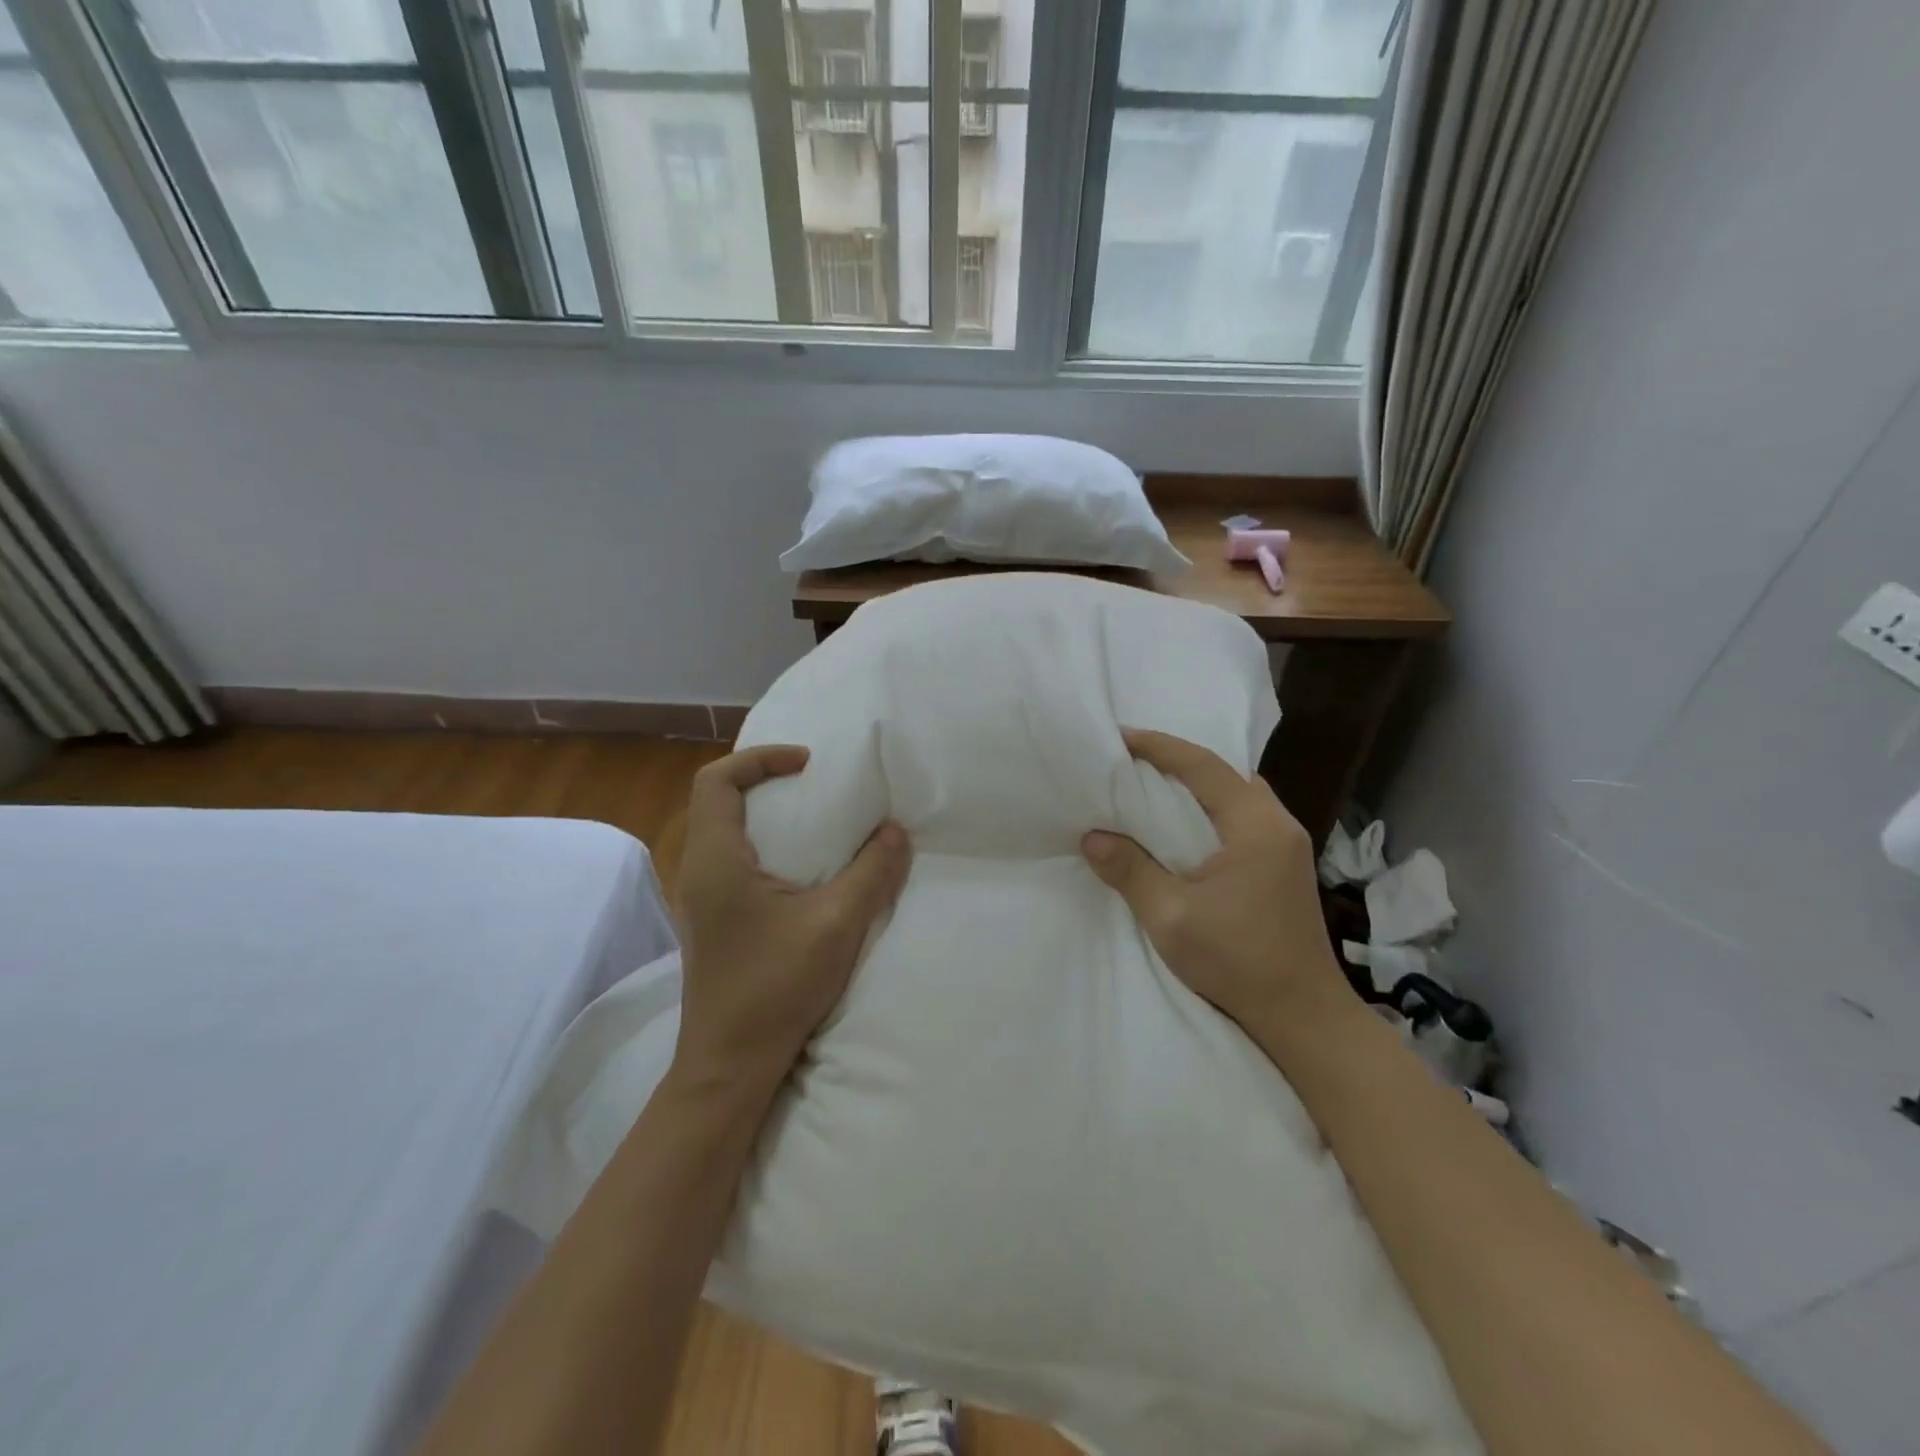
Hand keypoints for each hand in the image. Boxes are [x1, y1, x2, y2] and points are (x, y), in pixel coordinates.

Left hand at [673, 744, 910, 1101]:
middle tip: (814, 785)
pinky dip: (763, 845)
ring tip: (813, 820)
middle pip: (716, 800)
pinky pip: (731, 860)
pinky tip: (801, 870)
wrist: (729, 1064)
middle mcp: (698, 871)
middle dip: (763, 780)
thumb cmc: (775, 987)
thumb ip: (872, 872)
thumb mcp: (836, 924)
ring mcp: (700, 899)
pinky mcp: (712, 921)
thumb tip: (895, 831)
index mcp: (716, 859)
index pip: (716, 780)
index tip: (808, 765)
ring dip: (764, 814)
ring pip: (722, 831)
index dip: (760, 759)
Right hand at [1081, 729, 1347, 1038]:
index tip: (1119, 737)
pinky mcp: (1285, 864)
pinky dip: (1210, 808)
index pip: (1202, 766)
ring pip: (1236, 793)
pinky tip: (1185, 827)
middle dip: (1175, 761)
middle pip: (1223, 773)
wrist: (1302, 1015)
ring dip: (1195, 785)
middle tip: (1129, 763)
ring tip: (1151, 789)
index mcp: (1255, 826)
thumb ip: (1130, 871)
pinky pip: (1243, 816)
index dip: (1158, 746)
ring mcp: (1287, 844)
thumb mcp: (1171, 918)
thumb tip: (1092, 837)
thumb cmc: (1238, 962)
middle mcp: (1278, 823)